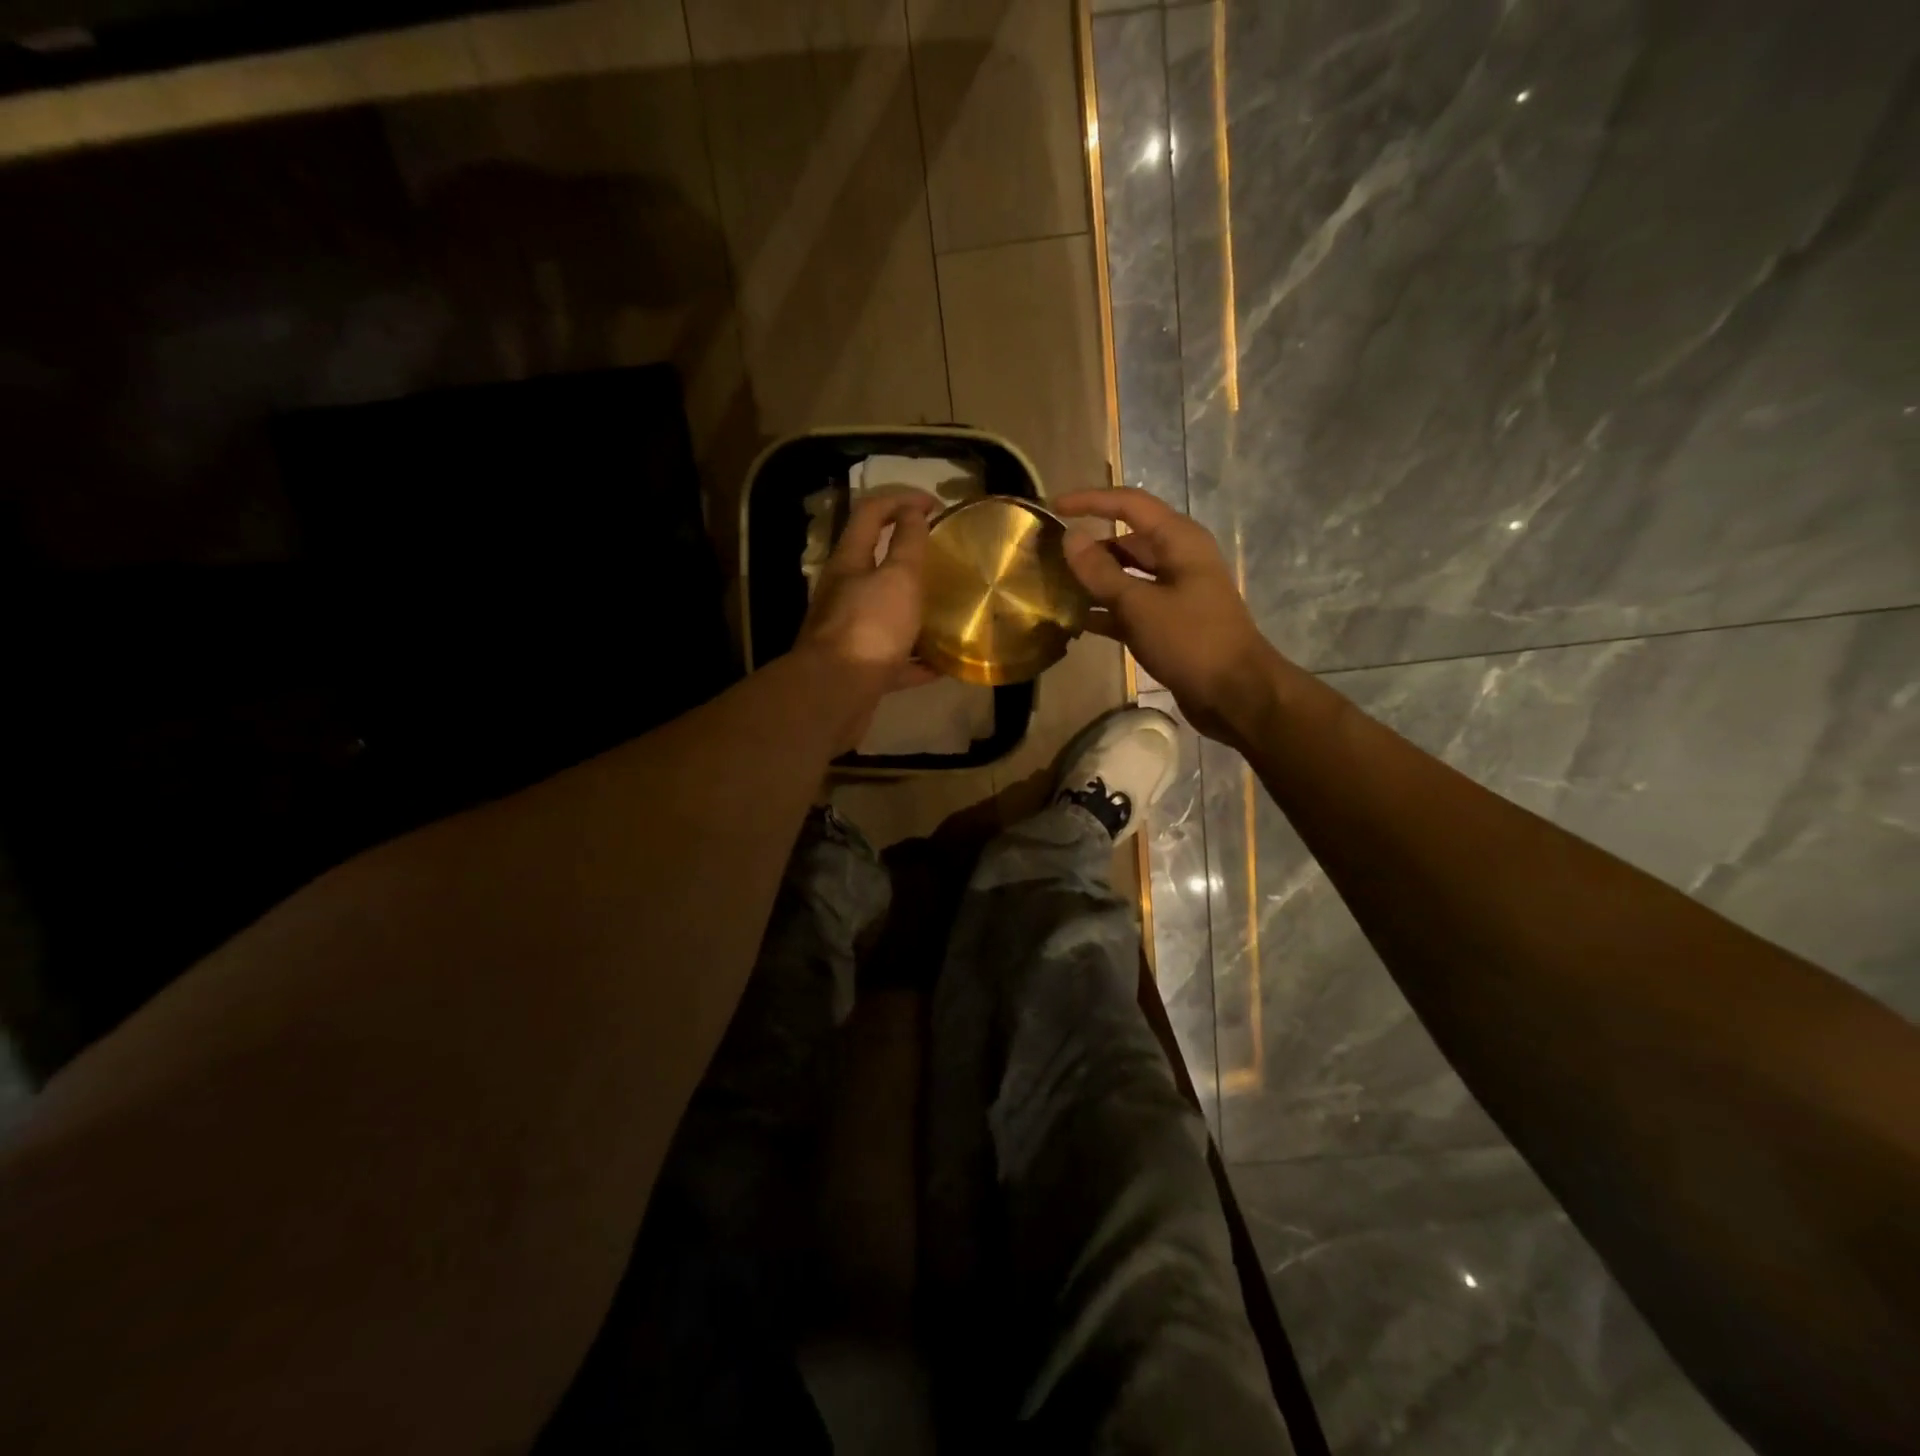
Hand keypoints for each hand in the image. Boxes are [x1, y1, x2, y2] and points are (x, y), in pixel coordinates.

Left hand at [796, 490, 940, 747]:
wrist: (835, 694)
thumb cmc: (870, 628)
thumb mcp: (897, 577)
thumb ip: (908, 544)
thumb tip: (912, 512)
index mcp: (849, 562)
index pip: (870, 513)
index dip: (901, 499)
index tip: (935, 505)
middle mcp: (844, 594)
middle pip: (874, 563)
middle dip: (907, 556)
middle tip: (942, 558)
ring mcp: (850, 634)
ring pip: (885, 612)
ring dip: (914, 609)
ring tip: (946, 609)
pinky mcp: (860, 669)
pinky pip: (894, 659)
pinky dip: (917, 660)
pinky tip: (943, 665)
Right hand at [1053, 488, 1279, 740]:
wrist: (1235, 694)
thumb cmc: (1190, 641)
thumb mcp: (1140, 605)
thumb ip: (1101, 572)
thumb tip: (1070, 537)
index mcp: (1179, 541)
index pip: (1129, 505)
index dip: (1091, 501)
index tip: (1053, 507)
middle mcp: (1178, 559)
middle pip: (1126, 541)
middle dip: (1089, 545)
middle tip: (1048, 555)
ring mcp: (1174, 593)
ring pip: (1126, 576)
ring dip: (1094, 581)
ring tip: (1054, 587)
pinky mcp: (1169, 624)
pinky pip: (1130, 607)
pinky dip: (1106, 611)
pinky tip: (1076, 621)